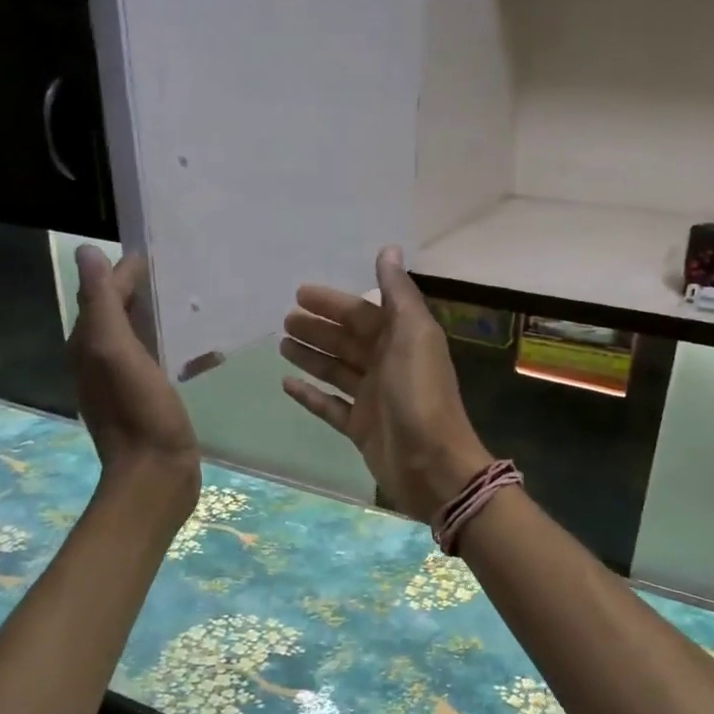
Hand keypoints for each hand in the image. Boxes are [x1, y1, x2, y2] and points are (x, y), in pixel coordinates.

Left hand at [68, 247, 200, 521]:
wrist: (155, 475)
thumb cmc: (138, 412)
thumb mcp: (115, 350)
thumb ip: (102, 302)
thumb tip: (87, 252)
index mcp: (89, 345)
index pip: (103, 294)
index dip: (126, 272)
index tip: (161, 254)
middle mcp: (101, 360)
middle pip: (121, 313)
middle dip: (145, 291)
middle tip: (184, 274)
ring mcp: (127, 383)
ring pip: (142, 337)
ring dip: (163, 319)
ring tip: (197, 306)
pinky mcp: (151, 400)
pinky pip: (162, 362)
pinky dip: (179, 350)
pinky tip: (207, 352)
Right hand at [281, 246, 490, 521]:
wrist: (432, 463)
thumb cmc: (420, 394)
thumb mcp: (413, 335)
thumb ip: (398, 293)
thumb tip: (389, 249)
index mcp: (402, 340)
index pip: (363, 314)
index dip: (333, 303)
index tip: (300, 293)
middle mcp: (388, 365)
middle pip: (347, 341)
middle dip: (318, 329)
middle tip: (284, 320)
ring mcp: (373, 399)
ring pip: (336, 370)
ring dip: (311, 356)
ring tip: (281, 345)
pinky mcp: (361, 428)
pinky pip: (330, 406)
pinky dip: (311, 395)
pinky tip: (286, 384)